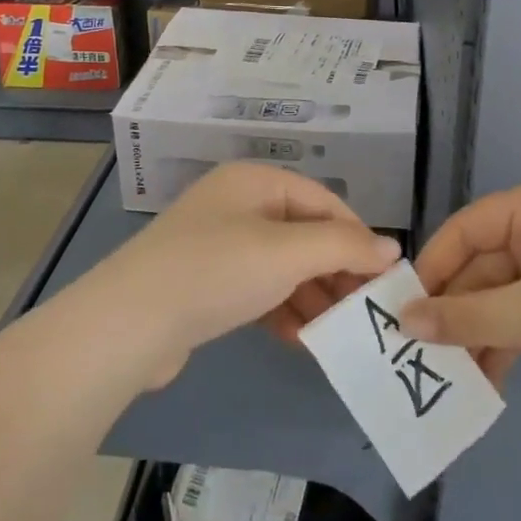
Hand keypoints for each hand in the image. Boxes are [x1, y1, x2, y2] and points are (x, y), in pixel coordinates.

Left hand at [87, 163, 399, 385]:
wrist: (128, 324)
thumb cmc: (216, 271)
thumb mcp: (288, 253)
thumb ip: (344, 247)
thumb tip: (392, 249)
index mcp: (254, 181)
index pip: (324, 201)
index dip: (357, 236)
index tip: (385, 277)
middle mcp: (236, 205)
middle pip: (303, 233)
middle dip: (335, 270)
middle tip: (365, 310)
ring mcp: (216, 244)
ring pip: (281, 265)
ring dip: (311, 295)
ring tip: (338, 331)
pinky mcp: (203, 283)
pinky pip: (256, 289)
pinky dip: (280, 309)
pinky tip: (299, 339)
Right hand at [398, 177, 520, 407]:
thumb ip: (466, 317)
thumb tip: (405, 321)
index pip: (467, 227)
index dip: (433, 266)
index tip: (404, 307)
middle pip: (484, 264)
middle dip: (456, 308)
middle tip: (421, 350)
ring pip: (503, 294)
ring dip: (479, 332)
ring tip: (450, 374)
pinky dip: (507, 341)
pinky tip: (487, 378)